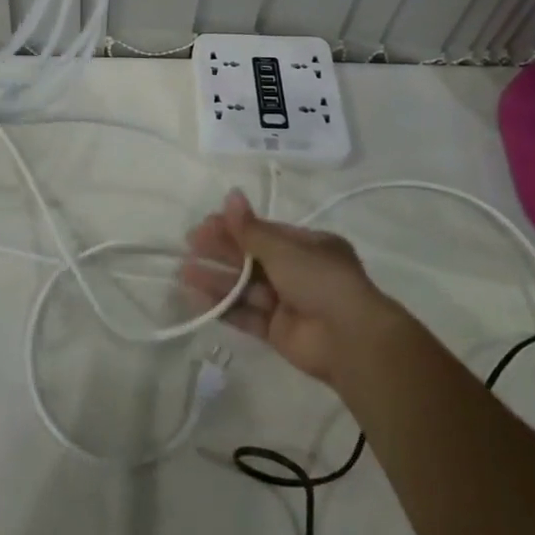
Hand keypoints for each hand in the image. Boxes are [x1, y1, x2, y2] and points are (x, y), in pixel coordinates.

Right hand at [181, 190, 411, 387]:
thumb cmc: (320, 280)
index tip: (205, 224)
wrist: (350, 339)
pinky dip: (224, 307)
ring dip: (217, 279)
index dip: (235, 228)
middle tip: (189, 246)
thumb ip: (251, 229)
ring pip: (246, 287)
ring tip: (184, 272)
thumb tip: (230, 195)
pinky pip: (247, 315)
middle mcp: (299, 272)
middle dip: (221, 252)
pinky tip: (197, 299)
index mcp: (308, 246)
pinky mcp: (278, 333)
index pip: (265, 232)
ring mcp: (288, 303)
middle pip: (252, 259)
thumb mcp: (284, 248)